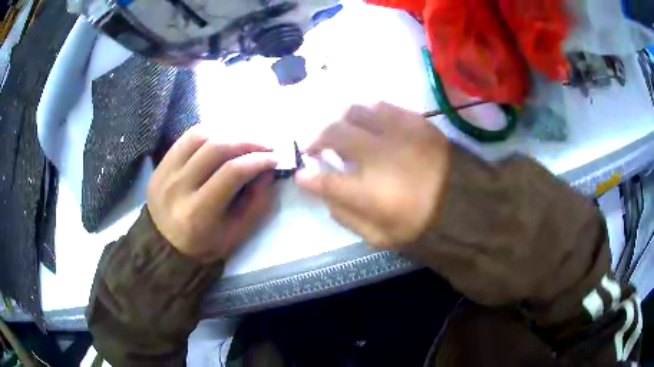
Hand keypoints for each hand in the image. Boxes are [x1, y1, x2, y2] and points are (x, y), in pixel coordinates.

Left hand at [147, 126, 277, 262]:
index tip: (275, 158)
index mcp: (198, 213)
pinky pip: (186, 137)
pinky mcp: (161, 164)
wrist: (165, 245)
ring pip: (200, 136)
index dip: (258, 160)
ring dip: (228, 133)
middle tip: (266, 144)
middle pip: (216, 148)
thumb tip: (268, 170)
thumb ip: (256, 203)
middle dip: (247, 141)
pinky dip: (209, 132)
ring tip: (245, 140)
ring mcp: (166, 172)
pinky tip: (223, 137)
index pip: (232, 172)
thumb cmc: (204, 244)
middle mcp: (178, 187)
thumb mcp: (236, 234)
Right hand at [295, 102, 450, 248]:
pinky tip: (367, 123)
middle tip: (314, 147)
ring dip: (339, 120)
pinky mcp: (417, 122)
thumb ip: (347, 218)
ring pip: (355, 111)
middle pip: (333, 133)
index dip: (307, 177)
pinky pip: (383, 106)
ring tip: (340, 130)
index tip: (301, 174)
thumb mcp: (380, 237)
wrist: (466, 203)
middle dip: (315, 138)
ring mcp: (399, 134)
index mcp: (371, 194)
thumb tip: (326, 196)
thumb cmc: (422, 224)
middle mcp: (381, 157)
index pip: (325, 180)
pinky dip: (367, 112)